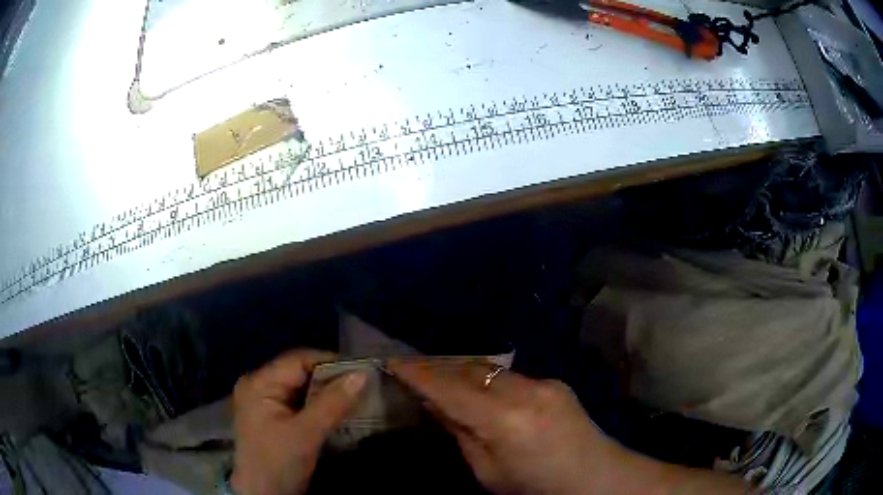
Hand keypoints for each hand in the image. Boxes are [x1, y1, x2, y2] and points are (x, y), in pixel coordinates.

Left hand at [231, 349, 366, 494]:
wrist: (262, 494)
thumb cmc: (279, 462)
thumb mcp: (306, 434)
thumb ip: (332, 403)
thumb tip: (361, 374)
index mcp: (259, 383)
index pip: (298, 360)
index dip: (330, 362)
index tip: (361, 370)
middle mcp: (258, 385)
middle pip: (299, 372)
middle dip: (330, 379)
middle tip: (361, 385)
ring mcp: (264, 401)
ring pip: (301, 387)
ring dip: (326, 393)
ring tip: (354, 396)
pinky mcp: (272, 416)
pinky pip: (298, 401)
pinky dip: (318, 404)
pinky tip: (336, 410)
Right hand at [387, 359, 615, 494]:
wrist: (594, 476)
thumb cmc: (535, 486)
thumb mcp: (488, 472)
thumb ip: (462, 434)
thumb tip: (436, 404)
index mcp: (505, 420)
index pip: (451, 389)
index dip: (419, 374)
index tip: (393, 361)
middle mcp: (525, 391)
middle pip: (470, 371)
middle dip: (439, 369)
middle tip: (413, 371)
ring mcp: (545, 382)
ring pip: (491, 371)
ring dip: (464, 373)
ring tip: (442, 378)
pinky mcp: (556, 382)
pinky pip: (512, 378)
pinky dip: (489, 381)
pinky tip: (482, 392)